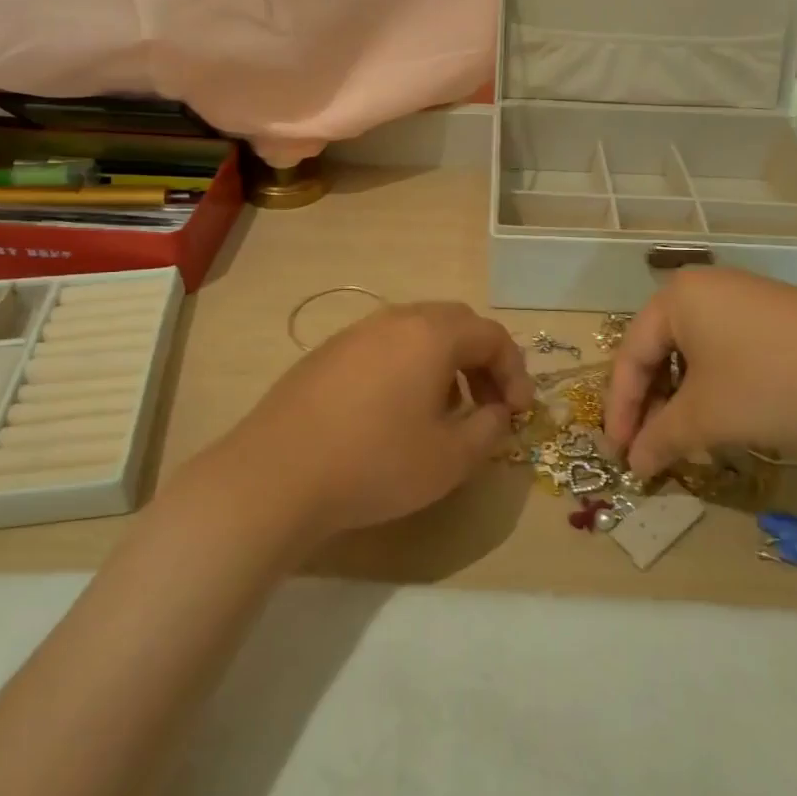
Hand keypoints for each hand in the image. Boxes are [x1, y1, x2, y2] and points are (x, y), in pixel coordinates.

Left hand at [224, 302, 534, 537]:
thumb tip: (498, 412)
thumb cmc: (376, 463)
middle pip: (456, 324)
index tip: (520, 413)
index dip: (515, 372)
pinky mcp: (327, 354)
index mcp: (431, 334)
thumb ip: (490, 430)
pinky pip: (384, 347)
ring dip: (445, 364)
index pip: (492, 336)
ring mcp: (355, 333)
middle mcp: (395, 320)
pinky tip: (396, 413)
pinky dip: (408, 368)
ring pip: (417, 333)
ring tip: (445, 411)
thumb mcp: (450, 459)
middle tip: (489, 404)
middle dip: (482, 363)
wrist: (277, 475)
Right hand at [602, 269, 796, 475]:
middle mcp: (705, 288)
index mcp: (675, 298)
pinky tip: (726, 416)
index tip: (619, 453)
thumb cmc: (768, 383)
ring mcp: (745, 297)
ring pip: (695, 352)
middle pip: (661, 350)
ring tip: (685, 438)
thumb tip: (635, 465)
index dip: (620, 409)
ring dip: (683, 398)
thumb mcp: (705, 417)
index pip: (631, 355)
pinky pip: (727, 348)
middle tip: (649, 448)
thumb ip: (660, 439)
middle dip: (652, 405)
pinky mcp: (777, 315)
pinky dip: (716, 385)